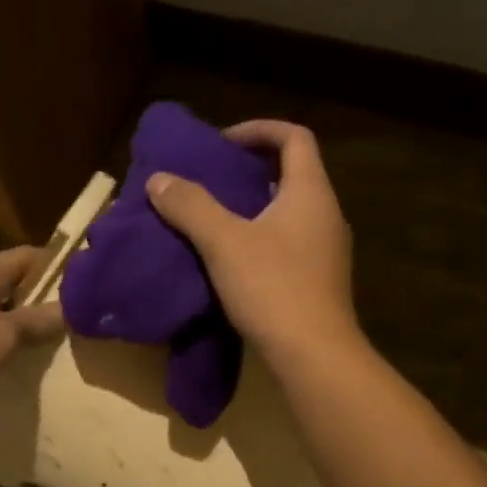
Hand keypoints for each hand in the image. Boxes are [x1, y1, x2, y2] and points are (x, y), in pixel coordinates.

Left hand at [0, 246, 63, 403]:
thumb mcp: (2, 338)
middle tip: (66, 322)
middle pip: (8, 281)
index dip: (59, 269)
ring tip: (36, 344)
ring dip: (9, 320)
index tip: (84, 288)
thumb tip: (68, 309)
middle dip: (35, 299)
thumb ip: (35, 323)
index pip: (31, 256)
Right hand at [148, 119, 358, 361]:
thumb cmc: (273, 288)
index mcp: (310, 192)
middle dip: (251, 172)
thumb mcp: (223, 242)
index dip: (259, 130)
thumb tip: (159, 179)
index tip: (222, 143)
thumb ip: (191, 206)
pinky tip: (233, 264)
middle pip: (293, 174)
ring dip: (255, 210)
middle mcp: (326, 214)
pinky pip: (290, 246)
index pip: (294, 137)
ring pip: (290, 214)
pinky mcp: (320, 282)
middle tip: (212, 183)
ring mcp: (327, 251)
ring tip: (215, 223)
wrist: (314, 356)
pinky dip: (263, 241)